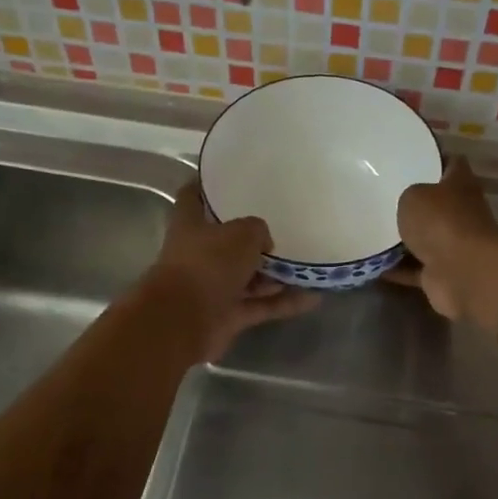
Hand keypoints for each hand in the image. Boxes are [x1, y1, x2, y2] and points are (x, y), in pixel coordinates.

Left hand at [146, 184, 318, 360]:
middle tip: (285, 226)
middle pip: (226, 242)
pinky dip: (283, 303)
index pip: (192, 197)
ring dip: (274, 274)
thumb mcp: (241, 234)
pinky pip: (260, 305)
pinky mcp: (226, 316)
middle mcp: (198, 255)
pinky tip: (313, 297)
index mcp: (190, 225)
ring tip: (306, 264)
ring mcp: (212, 288)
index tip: (223, 176)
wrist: (185, 322)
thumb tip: (263, 243)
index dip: (204, 185)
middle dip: (252, 238)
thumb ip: (257, 230)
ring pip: (247, 277)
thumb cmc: (208, 264)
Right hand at [384, 157, 497, 321]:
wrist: (463, 273)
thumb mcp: (414, 195)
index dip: (434, 157)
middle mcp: (460, 213)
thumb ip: (408, 195)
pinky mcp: (441, 274)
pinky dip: (395, 268)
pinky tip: (371, 263)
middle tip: (381, 195)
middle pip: (436, 204)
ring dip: (403, 239)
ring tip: (371, 229)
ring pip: (424, 238)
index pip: (451, 163)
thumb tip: (408, 203)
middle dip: (414, 202)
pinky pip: (413, 269)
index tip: (409, 156)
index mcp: (460, 185)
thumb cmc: (441, 222)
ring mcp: (453, 245)